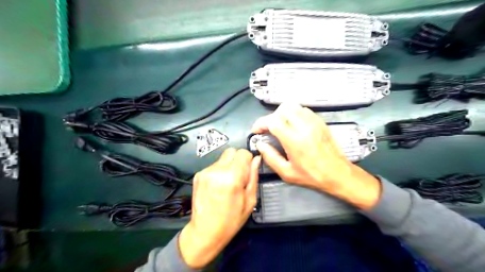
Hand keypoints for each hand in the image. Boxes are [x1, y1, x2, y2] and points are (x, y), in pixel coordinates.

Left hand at [179, 148, 260, 268]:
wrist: (205, 232)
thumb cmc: (231, 220)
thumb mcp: (250, 200)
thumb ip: (253, 176)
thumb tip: (256, 159)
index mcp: (232, 177)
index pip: (243, 153)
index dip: (248, 160)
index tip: (248, 171)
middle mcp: (216, 170)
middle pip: (232, 151)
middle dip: (238, 160)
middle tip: (239, 176)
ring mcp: (205, 172)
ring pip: (223, 158)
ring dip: (228, 166)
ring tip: (228, 183)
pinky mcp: (198, 175)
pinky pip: (214, 166)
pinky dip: (219, 171)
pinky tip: (219, 186)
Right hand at [253, 103, 379, 208]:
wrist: (337, 173)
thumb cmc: (311, 175)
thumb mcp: (287, 173)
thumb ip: (270, 157)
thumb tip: (260, 144)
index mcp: (294, 140)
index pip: (273, 121)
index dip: (261, 123)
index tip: (257, 131)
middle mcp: (304, 127)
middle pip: (282, 109)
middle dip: (271, 117)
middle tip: (269, 129)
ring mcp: (314, 122)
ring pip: (293, 106)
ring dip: (283, 114)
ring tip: (281, 126)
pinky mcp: (321, 121)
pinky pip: (303, 110)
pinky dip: (294, 114)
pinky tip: (294, 125)